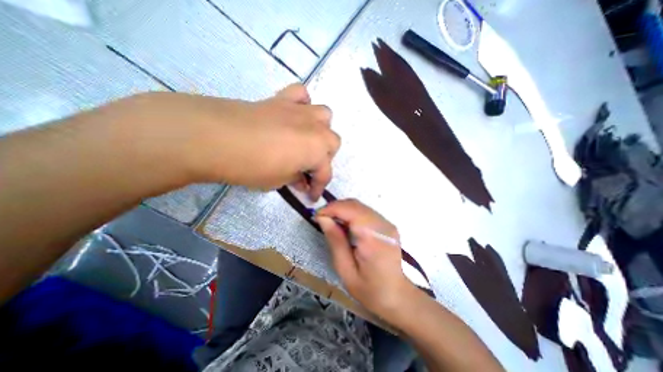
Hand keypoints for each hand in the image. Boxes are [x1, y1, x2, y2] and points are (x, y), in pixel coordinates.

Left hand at [133, 83, 340, 199]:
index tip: (311, 196)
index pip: (325, 173)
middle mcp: (316, 129)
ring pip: (325, 116)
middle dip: (324, 157)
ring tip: (306, 140)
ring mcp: (300, 111)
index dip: (318, 187)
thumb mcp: (278, 181)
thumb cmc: (251, 166)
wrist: (214, 137)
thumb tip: (301, 180)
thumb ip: (295, 179)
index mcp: (317, 151)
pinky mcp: (282, 99)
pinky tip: (294, 115)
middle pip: (332, 142)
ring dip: (320, 130)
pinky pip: (301, 95)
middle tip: (307, 167)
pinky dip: (303, 104)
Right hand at [315, 200, 414, 322]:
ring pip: (360, 206)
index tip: (316, 216)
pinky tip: (345, 225)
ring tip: (331, 221)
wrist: (398, 296)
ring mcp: (387, 223)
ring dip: (342, 209)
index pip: (350, 210)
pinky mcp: (387, 225)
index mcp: (372, 237)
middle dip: (335, 207)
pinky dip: (351, 213)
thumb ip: (335, 241)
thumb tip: (323, 218)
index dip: (331, 209)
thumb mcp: (345, 270)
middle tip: (322, 219)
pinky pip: (365, 211)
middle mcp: (382, 225)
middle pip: (355, 204)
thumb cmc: (370, 289)